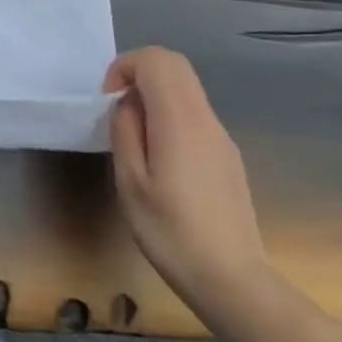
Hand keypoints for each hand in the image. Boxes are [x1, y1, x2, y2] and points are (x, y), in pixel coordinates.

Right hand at [107, 47, 273, 321]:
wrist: (232, 281)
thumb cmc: (171, 232)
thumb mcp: (130, 182)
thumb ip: (126, 132)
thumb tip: (127, 105)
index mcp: (180, 121)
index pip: (157, 61)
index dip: (125, 67)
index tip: (108, 100)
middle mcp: (206, 121)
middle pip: (176, 67)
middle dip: (139, 74)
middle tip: (116, 109)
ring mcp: (222, 139)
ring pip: (187, 91)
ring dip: (154, 97)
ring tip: (134, 141)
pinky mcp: (227, 158)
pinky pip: (195, 116)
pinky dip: (169, 117)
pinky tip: (159, 161)